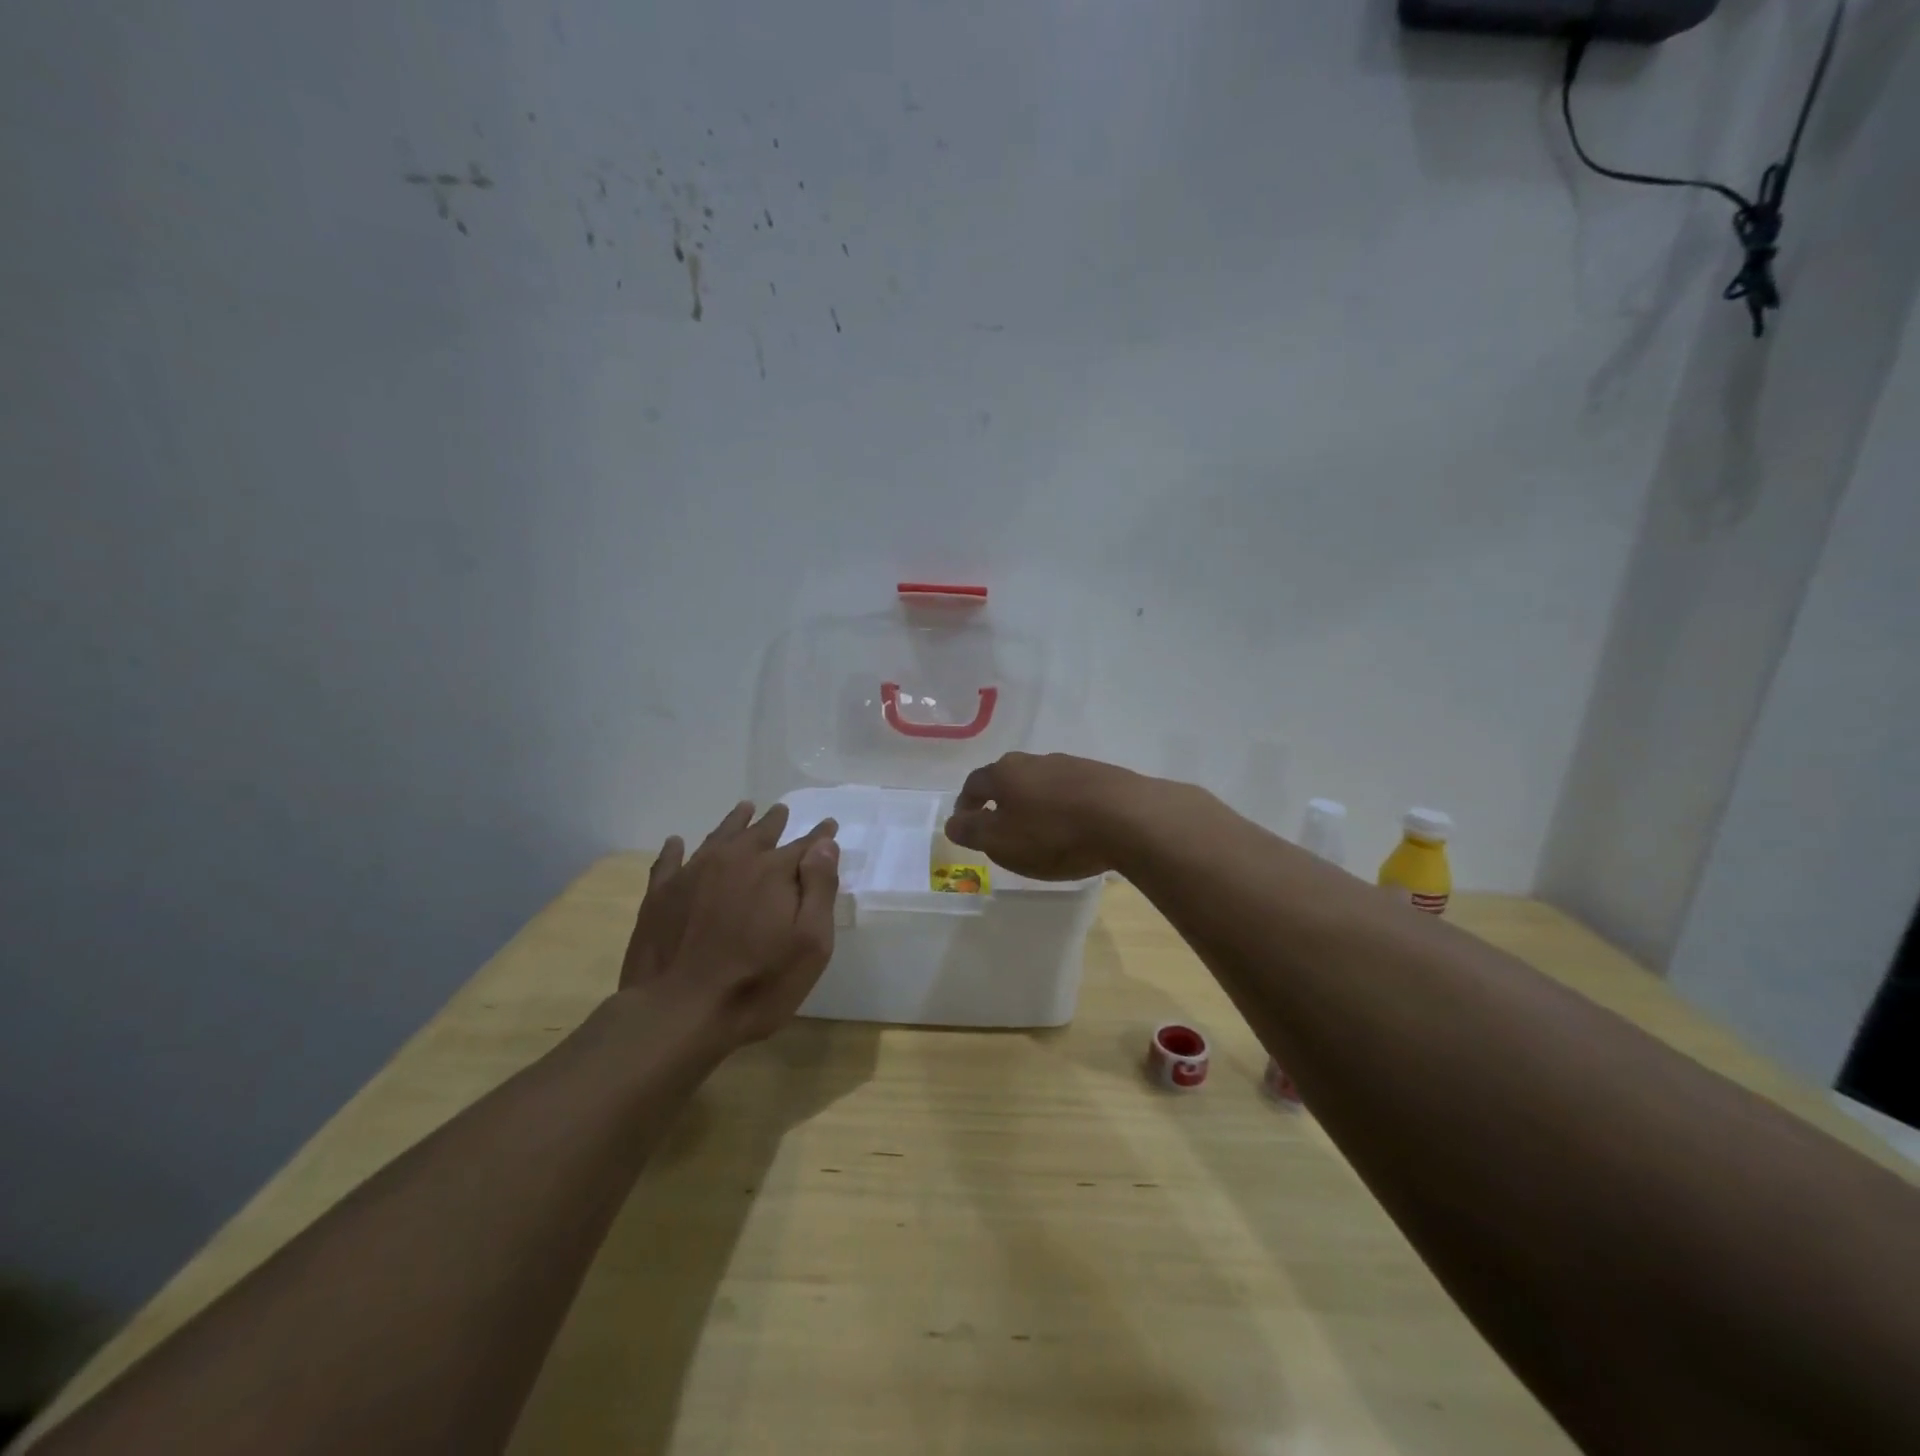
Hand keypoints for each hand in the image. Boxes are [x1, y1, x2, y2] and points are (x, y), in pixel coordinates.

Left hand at [623, 801, 840, 1046]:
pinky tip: (677, 843)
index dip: (820, 837)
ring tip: (744, 809)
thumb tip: (824, 845)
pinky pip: (669, 861)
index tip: (828, 826)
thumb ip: (819, 889)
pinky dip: (675, 849)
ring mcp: (693, 875)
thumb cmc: (757, 984)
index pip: (805, 846)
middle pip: (759, 833)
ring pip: (718, 837)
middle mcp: (734, 861)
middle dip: (774, 821)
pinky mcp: (660, 895)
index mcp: (773, 872)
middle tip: (781, 810)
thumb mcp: (810, 944)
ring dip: (734, 823)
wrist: (677, 1012)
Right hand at [944, 752, 1146, 880]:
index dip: (965, 805)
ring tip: (1038, 830)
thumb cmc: (1054, 834)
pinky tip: (1072, 826)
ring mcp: (1070, 765)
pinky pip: (1070, 791)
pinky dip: (1062, 806)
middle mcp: (1034, 761)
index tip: (964, 824)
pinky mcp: (1101, 775)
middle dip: (999, 800)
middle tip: (999, 826)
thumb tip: (951, 822)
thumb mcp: (1002, 841)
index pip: (973, 784)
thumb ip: (972, 831)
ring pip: (1040, 783)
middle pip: (1007, 778)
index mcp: (1005, 773)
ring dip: (1033, 803)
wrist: (1127, 818)